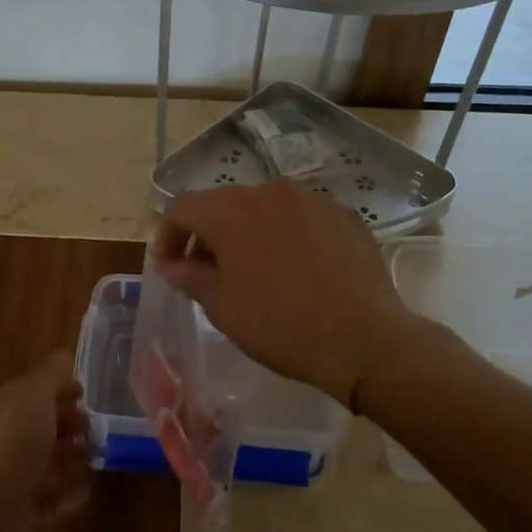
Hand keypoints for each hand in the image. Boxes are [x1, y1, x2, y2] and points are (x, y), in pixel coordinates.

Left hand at [0, 352, 90, 531]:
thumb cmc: (14, 444)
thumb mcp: (35, 397)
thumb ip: (52, 375)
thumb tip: (64, 356)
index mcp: (4, 407)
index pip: (33, 390)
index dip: (59, 388)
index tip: (86, 394)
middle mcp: (3, 439)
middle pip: (38, 425)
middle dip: (67, 422)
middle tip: (96, 427)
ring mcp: (9, 476)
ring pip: (44, 460)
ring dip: (70, 457)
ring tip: (98, 456)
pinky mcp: (18, 511)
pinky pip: (47, 496)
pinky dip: (67, 491)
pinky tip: (87, 490)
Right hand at [152, 180, 419, 407]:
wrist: (363, 340)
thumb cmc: (280, 325)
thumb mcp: (222, 306)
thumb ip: (189, 275)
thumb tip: (172, 263)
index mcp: (231, 211)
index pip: (182, 208)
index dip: (168, 236)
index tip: (169, 268)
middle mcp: (269, 192)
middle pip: (224, 204)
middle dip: (209, 235)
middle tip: (209, 274)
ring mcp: (311, 200)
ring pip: (265, 208)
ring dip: (249, 232)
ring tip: (256, 271)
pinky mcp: (344, 214)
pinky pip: (301, 218)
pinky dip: (287, 235)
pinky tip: (298, 270)